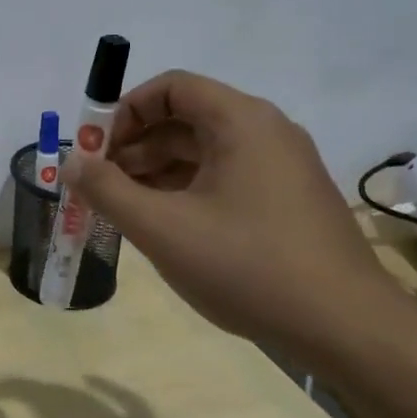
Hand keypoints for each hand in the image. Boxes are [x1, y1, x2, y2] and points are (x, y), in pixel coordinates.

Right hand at [64, 70, 404, 352]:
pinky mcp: (286, 201)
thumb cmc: (248, 266)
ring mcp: (281, 168)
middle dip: (133, 147)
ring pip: (202, 152)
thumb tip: (70, 162)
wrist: (347, 329)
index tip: (95, 150)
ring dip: (155, 173)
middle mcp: (265, 133)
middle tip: (99, 185)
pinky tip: (162, 226)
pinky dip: (185, 192)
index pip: (171, 87)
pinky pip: (223, 178)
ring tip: (123, 209)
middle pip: (184, 119)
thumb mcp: (162, 228)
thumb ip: (106, 190)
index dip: (124, 111)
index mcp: (241, 122)